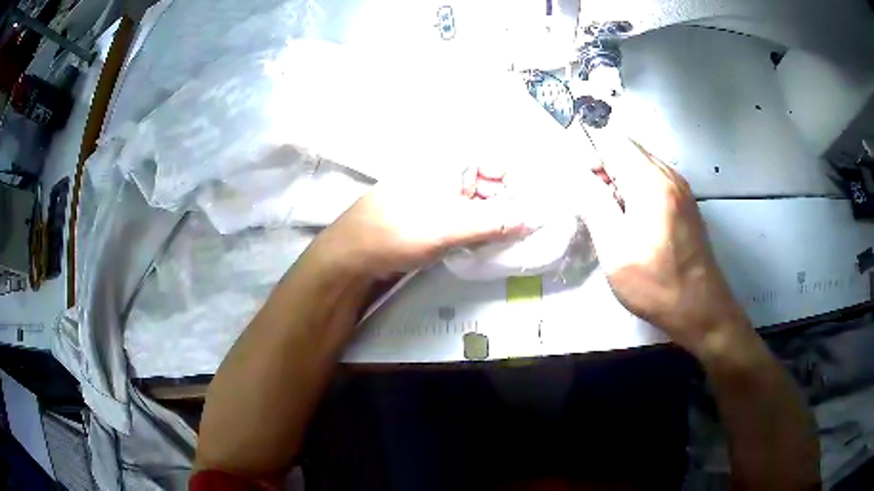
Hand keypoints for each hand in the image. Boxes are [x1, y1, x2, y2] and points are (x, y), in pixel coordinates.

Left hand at [314, 167, 531, 279]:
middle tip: (527, 227)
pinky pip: (465, 216)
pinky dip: (479, 228)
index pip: (496, 161)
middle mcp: (445, 173)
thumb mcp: (449, 226)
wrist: (353, 257)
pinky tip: (489, 242)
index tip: (533, 206)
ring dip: (496, 219)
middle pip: (490, 182)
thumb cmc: (397, 232)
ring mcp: (438, 194)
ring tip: (512, 237)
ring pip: (479, 202)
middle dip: (509, 203)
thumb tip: (533, 218)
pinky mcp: (433, 214)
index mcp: (447, 162)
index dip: (518, 181)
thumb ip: (494, 222)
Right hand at [580, 132, 748, 355]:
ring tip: (613, 214)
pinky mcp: (686, 202)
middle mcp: (669, 175)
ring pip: (641, 163)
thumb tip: (578, 174)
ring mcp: (681, 188)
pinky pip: (655, 179)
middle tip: (594, 202)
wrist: (701, 308)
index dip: (590, 154)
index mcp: (651, 182)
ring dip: (620, 178)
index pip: (612, 141)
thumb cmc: (655, 284)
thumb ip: (593, 203)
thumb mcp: (614, 249)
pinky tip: (634, 220)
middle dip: (604, 166)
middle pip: (628, 148)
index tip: (582, 185)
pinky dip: (637, 188)